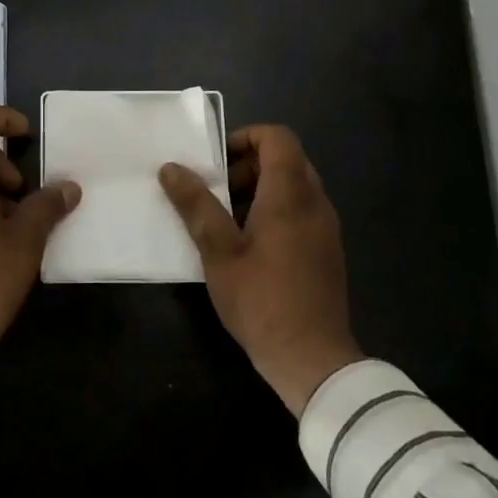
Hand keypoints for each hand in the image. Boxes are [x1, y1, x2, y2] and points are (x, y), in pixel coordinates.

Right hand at [159, 125, 360, 415]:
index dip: (245, 137)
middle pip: (285, 159)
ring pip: (293, 186)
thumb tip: (171, 167)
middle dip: (247, 166)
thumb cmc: (262, 300)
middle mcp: (315, 202)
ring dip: (259, 190)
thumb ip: (196, 205)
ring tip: (225, 220)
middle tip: (215, 192)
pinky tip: (248, 245)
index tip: (216, 161)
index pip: (277, 137)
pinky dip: (274, 211)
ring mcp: (325, 227)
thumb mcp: (219, 252)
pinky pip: (301, 210)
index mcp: (290, 195)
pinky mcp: (326, 250)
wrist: (314, 360)